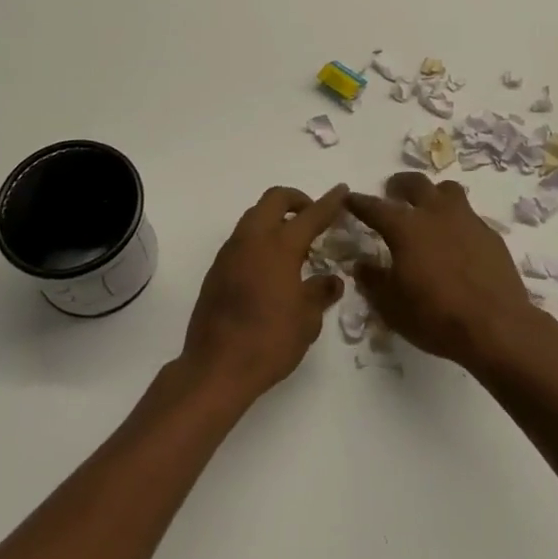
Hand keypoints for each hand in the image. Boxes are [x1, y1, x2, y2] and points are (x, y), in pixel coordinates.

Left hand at [181, 184, 350, 401]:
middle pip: (274, 200)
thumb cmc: (270, 341)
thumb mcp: (307, 320)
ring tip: (293, 243)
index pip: (311, 215)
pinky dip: (259, 239)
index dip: (329, 202)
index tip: (342, 190)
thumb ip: (320, 292)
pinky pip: (241, 239)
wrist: (216, 368)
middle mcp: (252, 240)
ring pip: (254, 216)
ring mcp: (230, 253)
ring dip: (274, 219)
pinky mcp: (216, 270)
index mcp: (280, 246)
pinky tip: (270, 266)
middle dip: (296, 200)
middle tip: (312, 216)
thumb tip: (331, 280)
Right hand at [345, 173, 549, 370]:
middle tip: (393, 192)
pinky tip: (456, 240)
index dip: (359, 202)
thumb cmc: (435, 316)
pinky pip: (469, 215)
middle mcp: (435, 213)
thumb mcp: (392, 307)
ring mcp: (467, 220)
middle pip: (415, 183)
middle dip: (400, 184)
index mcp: (406, 228)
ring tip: (428, 207)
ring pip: (448, 190)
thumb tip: (361, 265)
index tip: (349, 198)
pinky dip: (457, 220)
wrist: (496, 326)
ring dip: (433, 194)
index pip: (375, 207)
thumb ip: (373, 281)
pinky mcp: (490, 234)